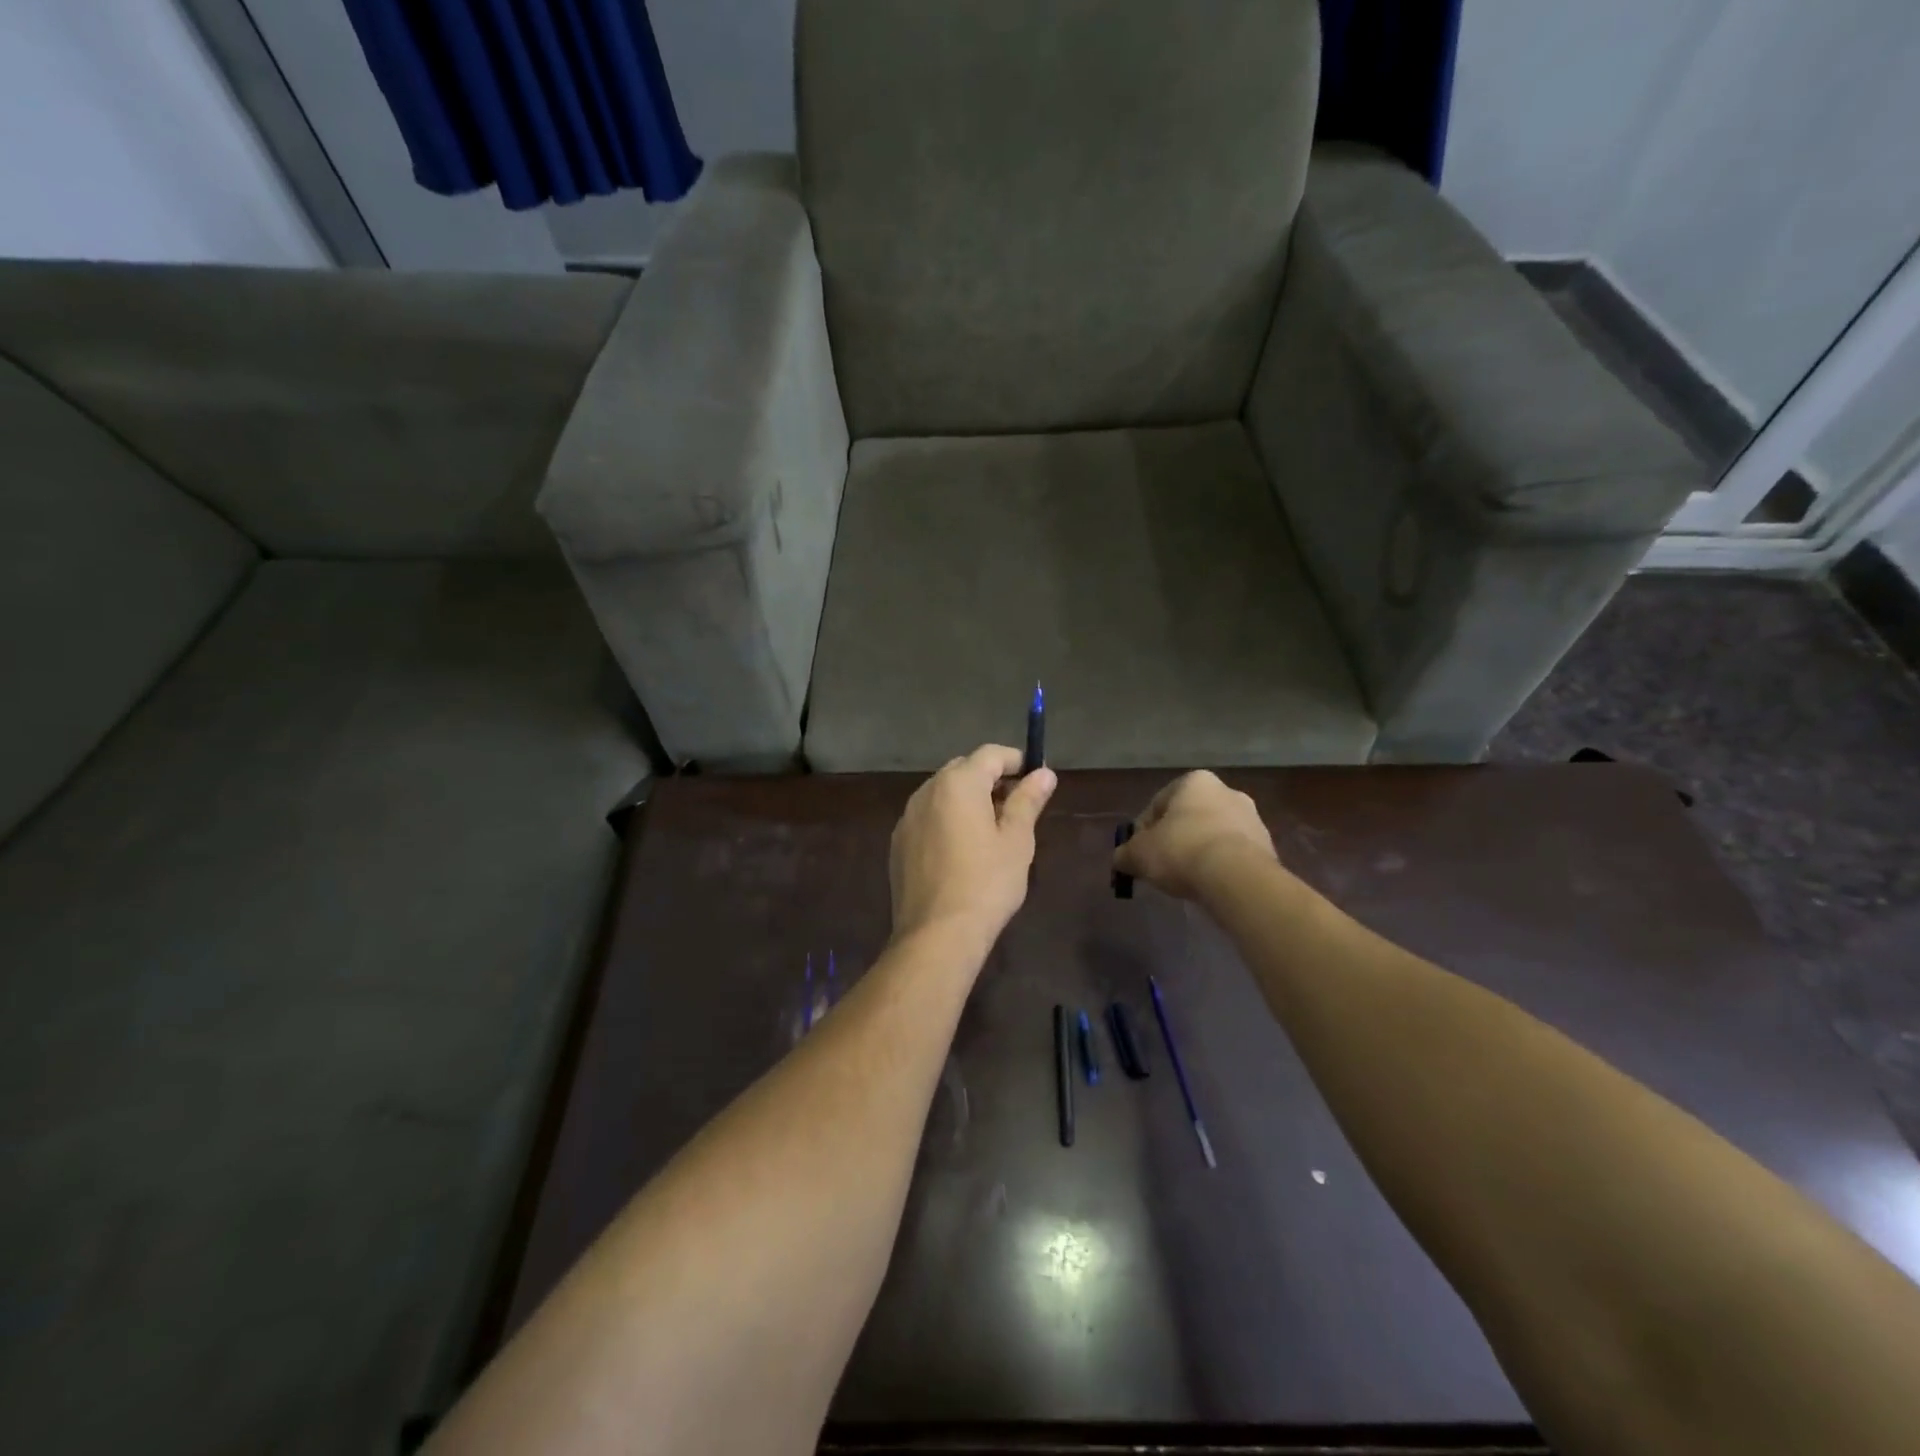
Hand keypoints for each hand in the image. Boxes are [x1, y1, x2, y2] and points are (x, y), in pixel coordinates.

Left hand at [890, 745, 1056, 947]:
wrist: (937, 934)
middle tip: (1017, 805)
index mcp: (958, 783)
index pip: (990, 754)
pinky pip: (928, 817)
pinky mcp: (898, 843)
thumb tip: (1044, 773)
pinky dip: (947, 820)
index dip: (1016, 760)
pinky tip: (962, 851)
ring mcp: (907, 817)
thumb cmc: (987, 883)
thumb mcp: (1017, 840)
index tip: (1036, 778)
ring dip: (968, 799)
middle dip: (991, 779)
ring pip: (942, 793)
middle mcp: (927, 791)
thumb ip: (1028, 800)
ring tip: (992, 830)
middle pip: (963, 769)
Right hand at [1114, 771, 1282, 901]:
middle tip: (1161, 866)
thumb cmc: (1181, 851)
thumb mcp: (1139, 854)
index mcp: (1195, 782)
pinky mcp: (1267, 847)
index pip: (1158, 804)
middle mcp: (1227, 791)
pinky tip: (1209, 884)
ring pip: (1213, 835)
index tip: (1138, 854)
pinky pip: (1233, 855)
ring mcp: (1252, 819)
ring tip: (1186, 879)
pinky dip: (1219, 866)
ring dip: (1198, 852)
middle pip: (1188, 818)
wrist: (1237, 878)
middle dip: (1174, 839)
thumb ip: (1126, 853)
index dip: (1143, 831)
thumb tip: (1121, 858)